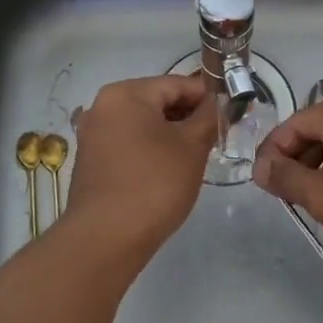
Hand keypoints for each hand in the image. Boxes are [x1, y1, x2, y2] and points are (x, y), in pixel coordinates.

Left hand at [63, 73, 217, 255]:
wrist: (106, 239)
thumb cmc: (154, 184)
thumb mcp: (192, 147)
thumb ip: (208, 117)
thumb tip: (218, 102)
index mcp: (125, 94)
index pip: (176, 83)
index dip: (207, 96)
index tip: (231, 111)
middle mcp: (103, 106)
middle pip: (157, 101)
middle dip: (188, 115)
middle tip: (217, 134)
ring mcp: (92, 134)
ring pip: (142, 123)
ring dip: (170, 133)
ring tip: (196, 153)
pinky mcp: (91, 160)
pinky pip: (128, 142)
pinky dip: (150, 148)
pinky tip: (168, 168)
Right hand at [252, 94, 322, 260]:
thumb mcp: (321, 194)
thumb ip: (285, 177)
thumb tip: (260, 167)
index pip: (292, 125)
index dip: (272, 153)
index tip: (263, 184)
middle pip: (317, 132)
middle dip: (297, 163)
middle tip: (287, 197)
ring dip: (321, 171)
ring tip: (316, 204)